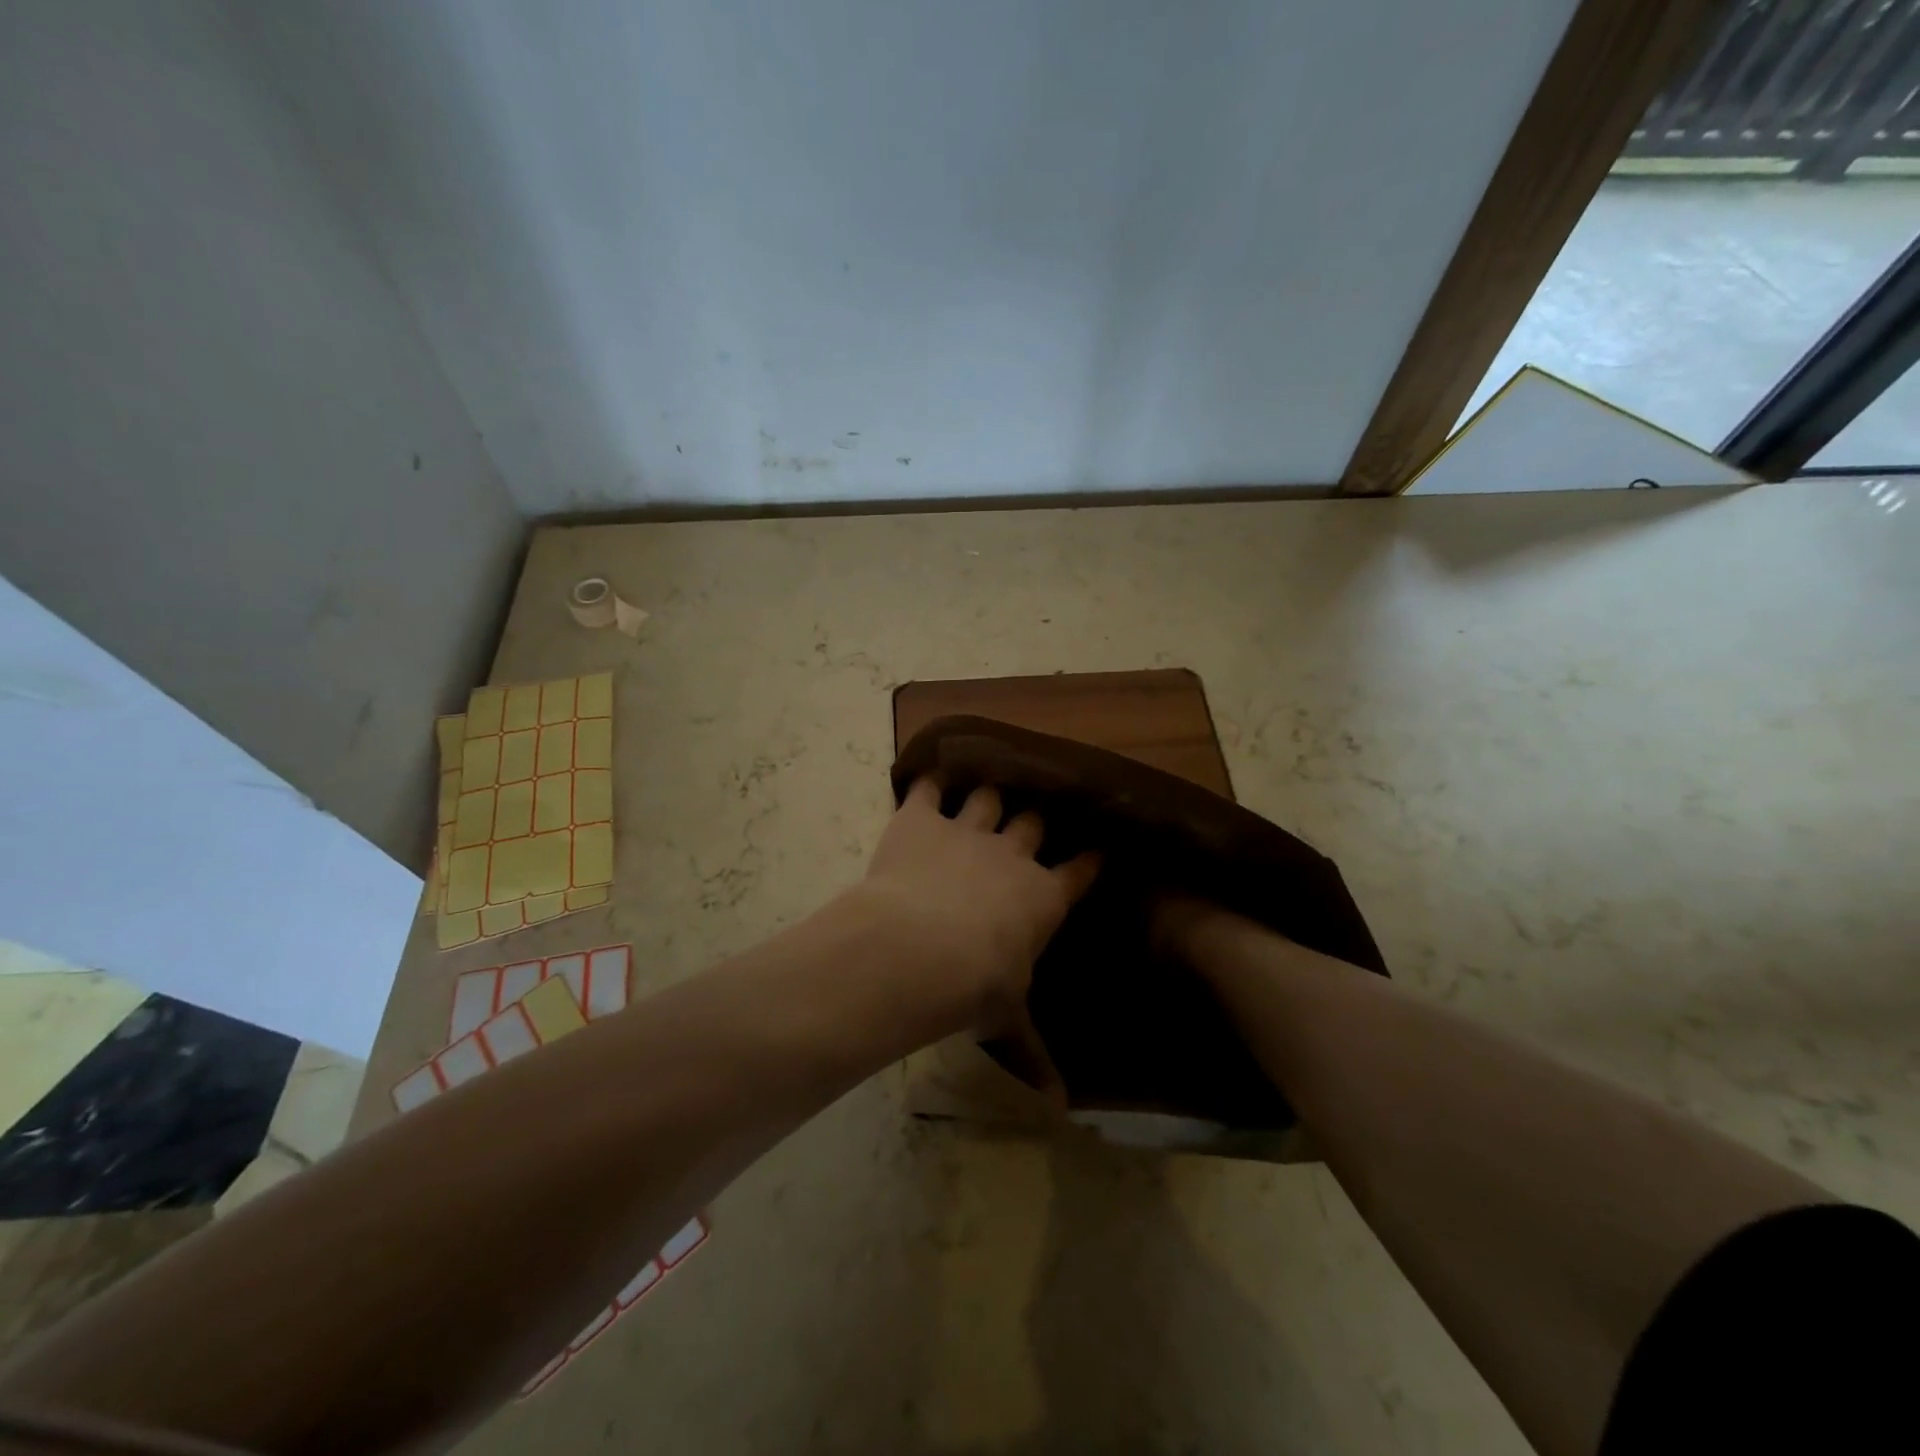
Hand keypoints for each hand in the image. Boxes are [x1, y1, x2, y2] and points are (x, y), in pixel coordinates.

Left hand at [852, 778, 1098, 1092]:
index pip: (1078, 871)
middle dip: (1034, 820)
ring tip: (985, 792)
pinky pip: (928, 790)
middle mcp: (1011, 855)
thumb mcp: (1007, 1022)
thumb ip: (1032, 1055)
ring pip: (987, 798)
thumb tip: (1060, 1109)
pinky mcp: (921, 819)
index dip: (1088, 859)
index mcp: (1042, 897)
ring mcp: (966, 830)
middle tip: (1031, 819)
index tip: (1097, 848)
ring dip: (986, 796)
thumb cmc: (976, 988)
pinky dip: (927, 784)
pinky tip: (926, 779)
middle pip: (1033, 823)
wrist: (920, 948)